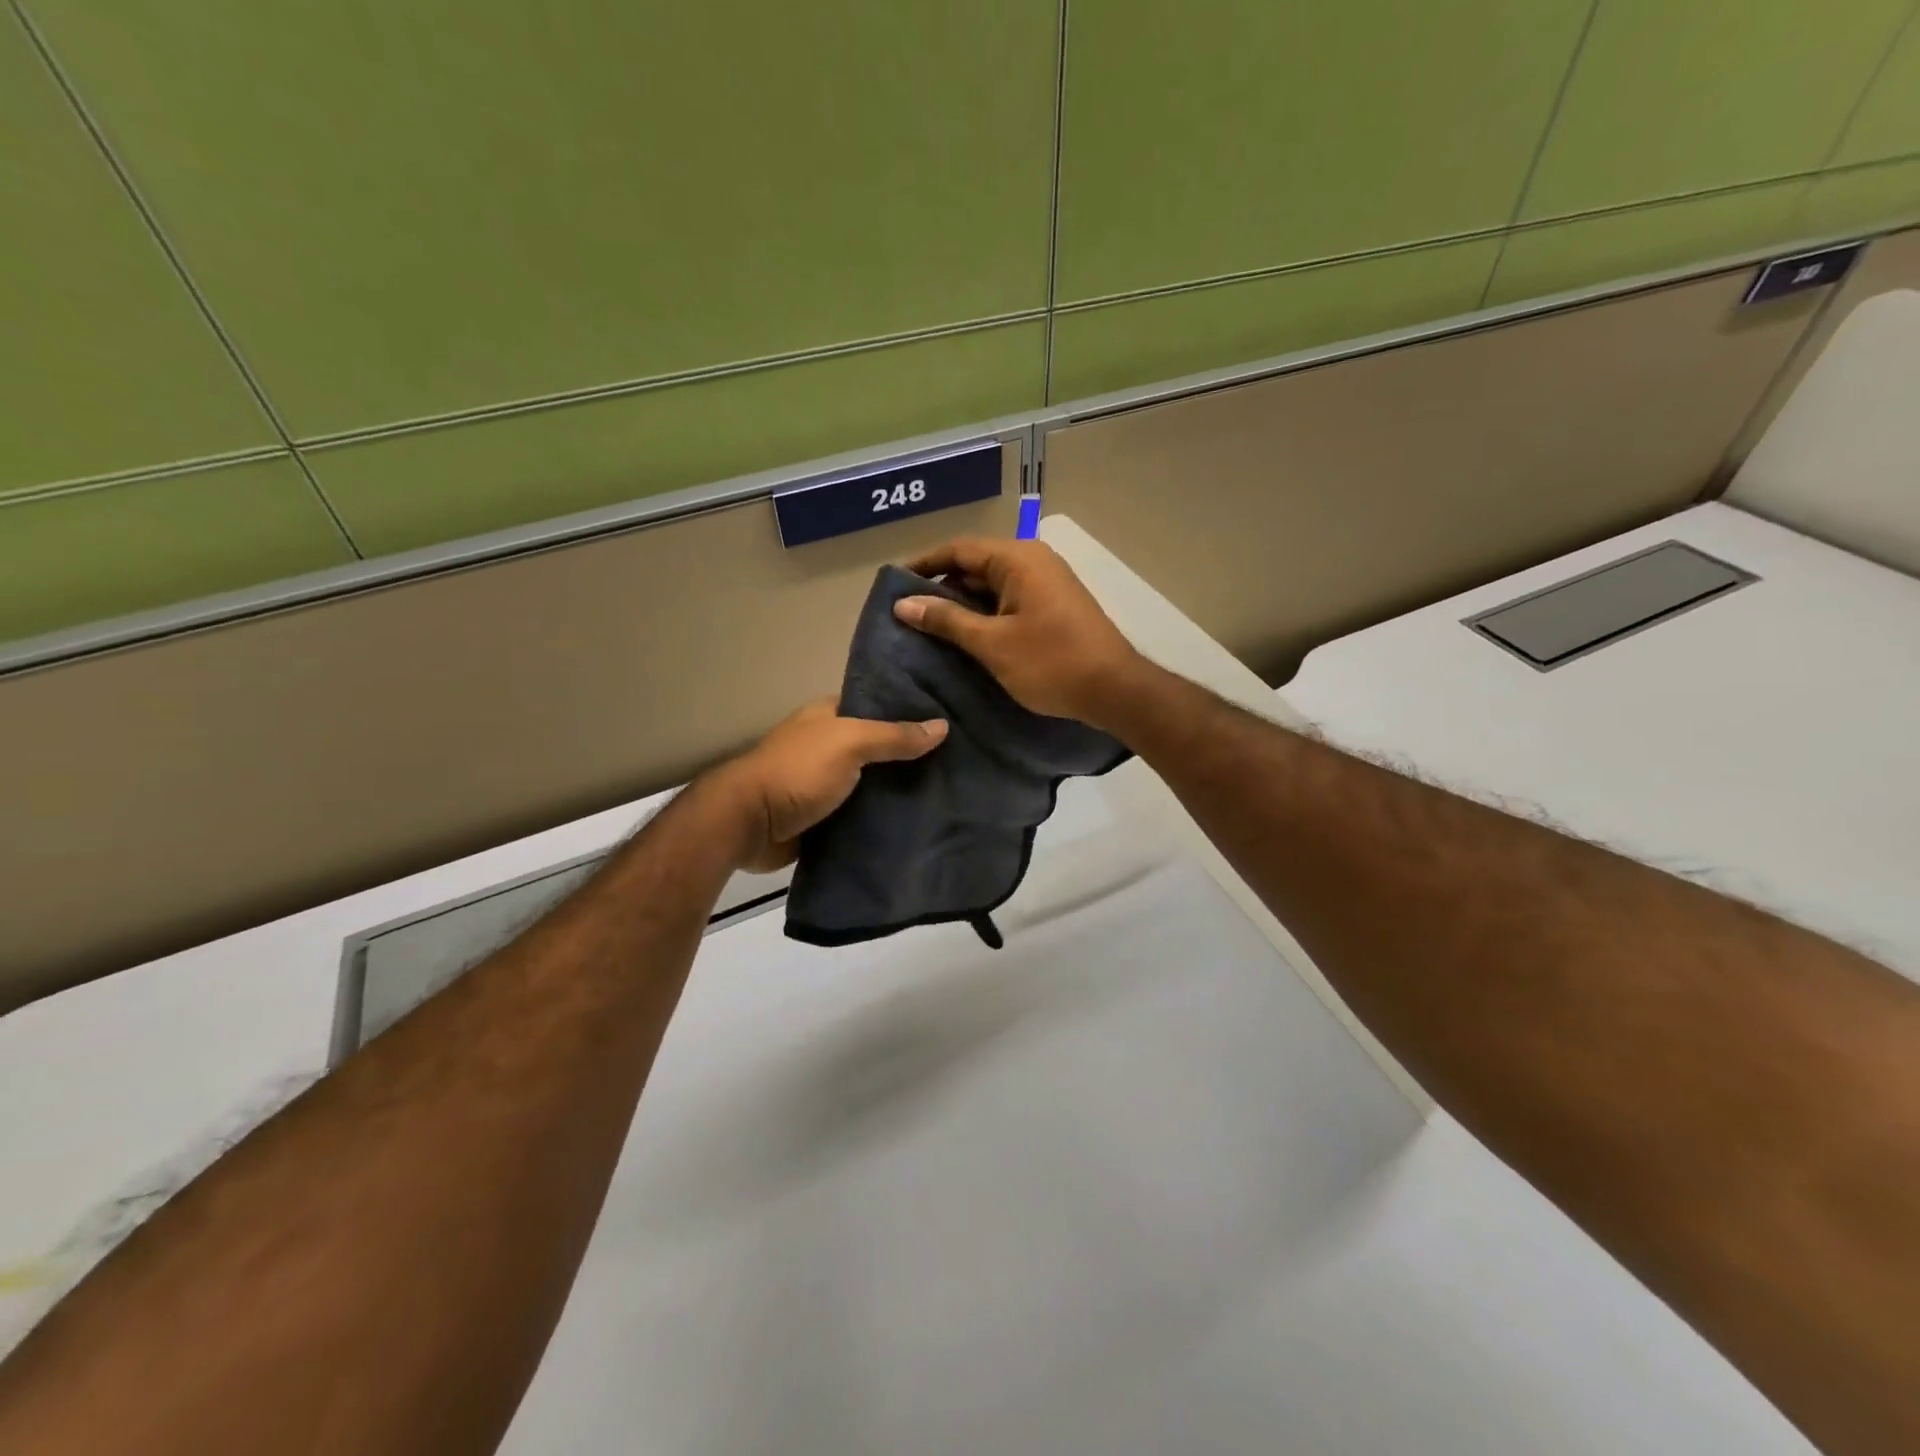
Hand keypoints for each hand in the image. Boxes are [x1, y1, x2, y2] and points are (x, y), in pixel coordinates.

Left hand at [719, 699, 947, 870]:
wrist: (749, 825)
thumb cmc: (798, 771)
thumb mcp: (849, 743)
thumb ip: (894, 735)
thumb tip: (942, 726)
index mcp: (828, 717)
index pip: (877, 706)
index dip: (909, 710)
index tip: (949, 718)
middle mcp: (828, 746)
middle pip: (878, 747)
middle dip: (910, 755)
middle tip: (958, 762)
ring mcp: (825, 783)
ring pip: (872, 783)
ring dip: (899, 791)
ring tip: (948, 793)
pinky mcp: (824, 818)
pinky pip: (862, 815)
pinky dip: (883, 819)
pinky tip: (918, 823)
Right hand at [893, 537, 1146, 728]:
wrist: (1114, 690)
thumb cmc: (1050, 663)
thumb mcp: (991, 643)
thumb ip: (946, 620)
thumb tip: (903, 603)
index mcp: (1017, 559)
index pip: (959, 550)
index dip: (924, 565)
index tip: (894, 585)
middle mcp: (1033, 561)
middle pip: (975, 565)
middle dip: (942, 587)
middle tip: (908, 613)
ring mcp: (1047, 583)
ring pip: (993, 585)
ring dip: (963, 604)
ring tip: (930, 628)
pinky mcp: (1054, 605)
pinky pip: (1010, 600)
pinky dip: (986, 614)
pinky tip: (967, 637)